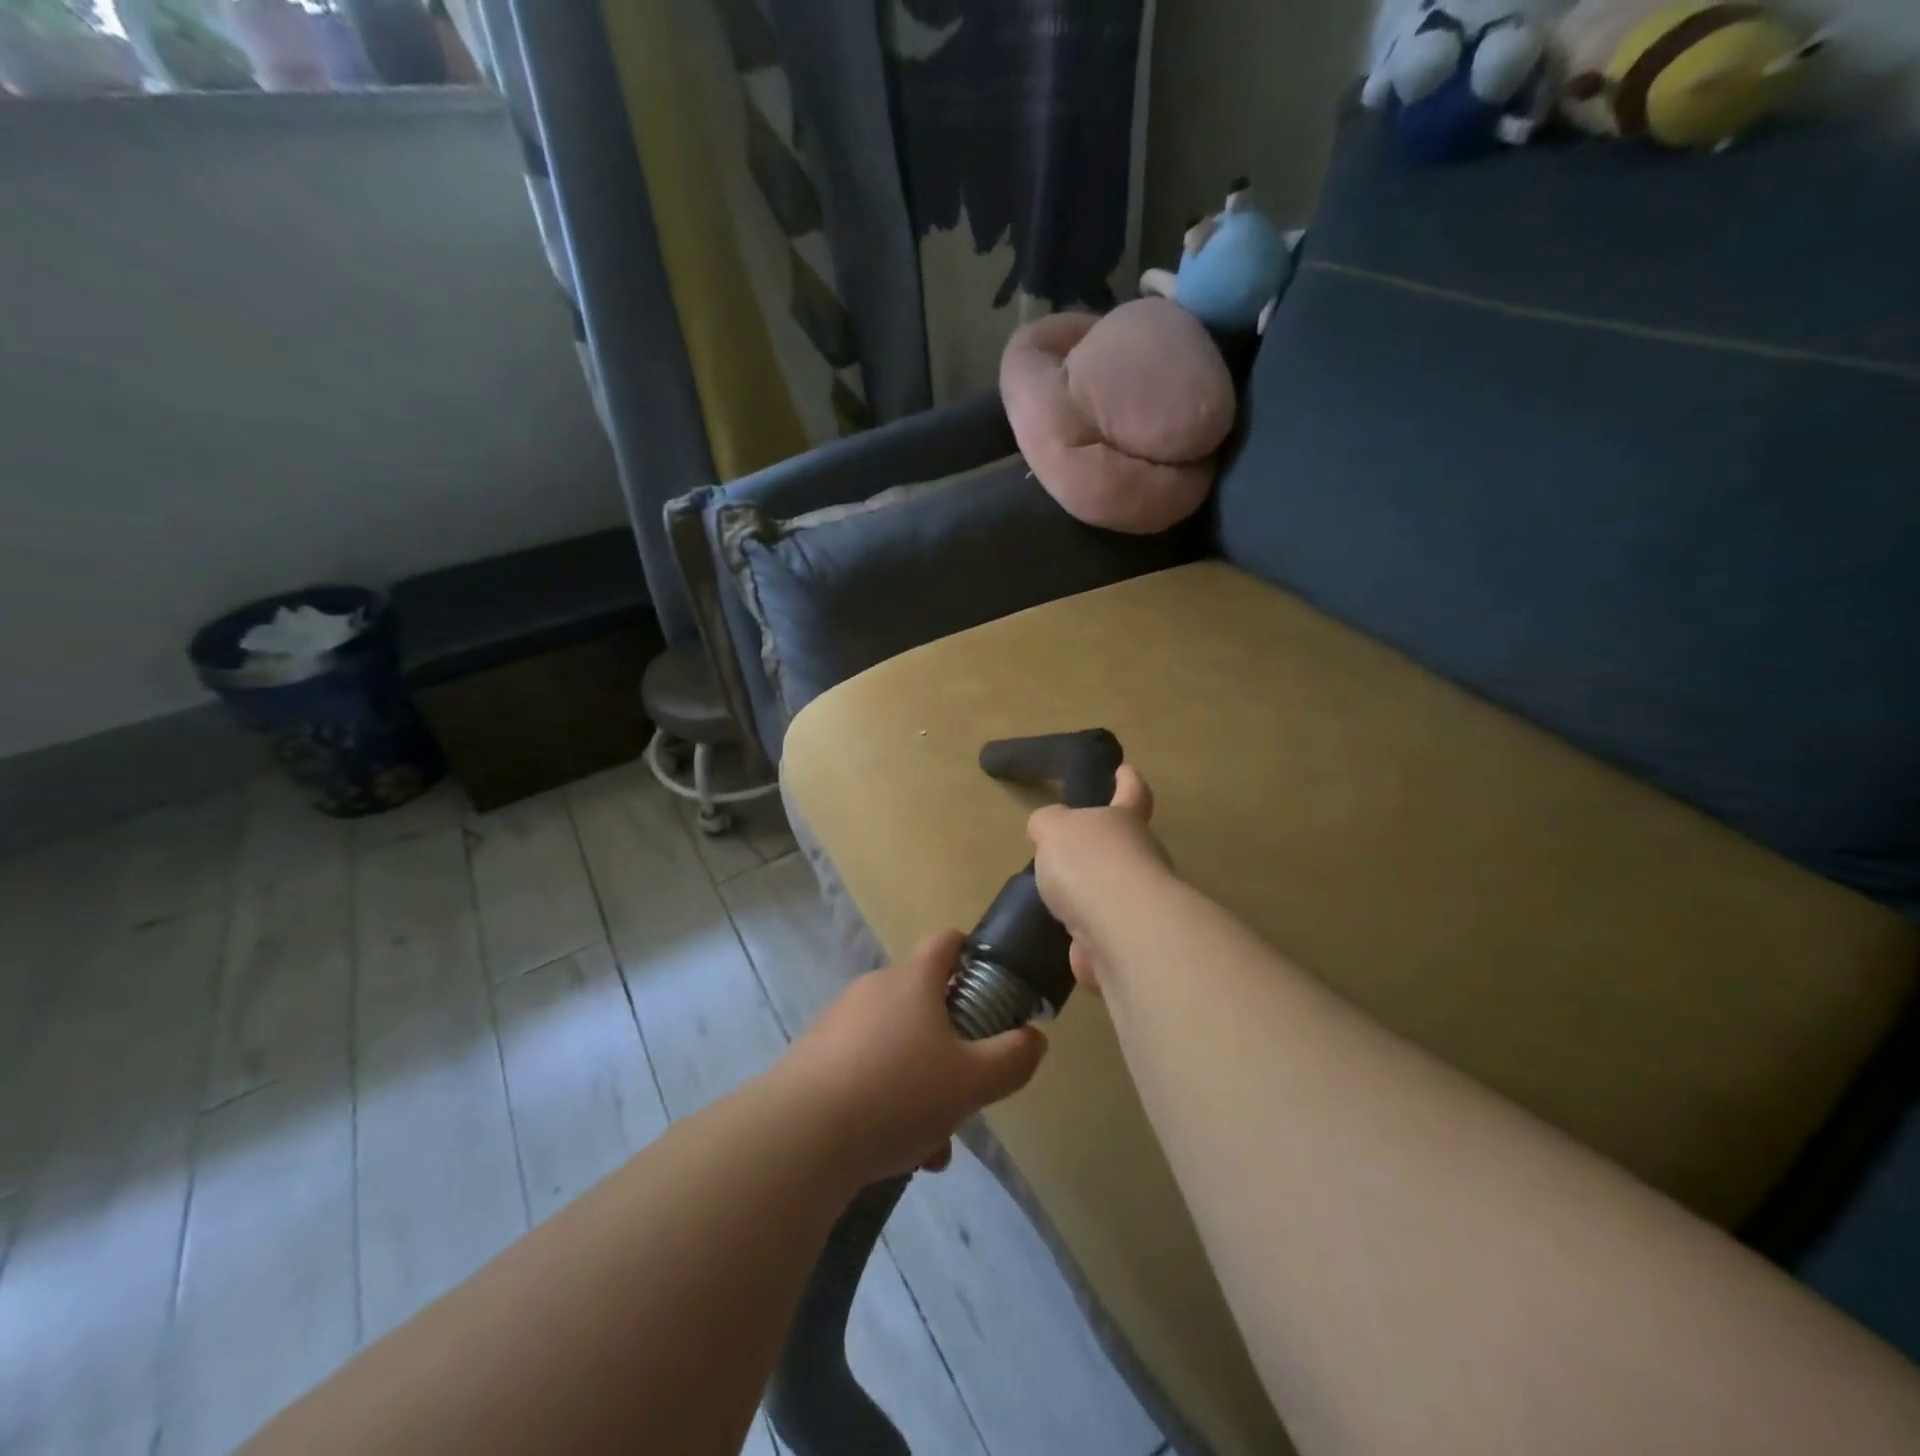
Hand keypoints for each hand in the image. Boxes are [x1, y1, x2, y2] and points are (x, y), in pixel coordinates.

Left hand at [780, 930, 1047, 1185]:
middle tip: (965, 1092)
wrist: (800, 1135)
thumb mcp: (973, 1081)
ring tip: (930, 1144)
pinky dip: (884, 1099)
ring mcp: (839, 1022)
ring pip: (895, 1045)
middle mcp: (874, 989)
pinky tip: (893, 1151)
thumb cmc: (898, 1093)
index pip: (946, 942)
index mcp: (913, 980)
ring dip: (919, 1084)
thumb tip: (1034, 1038)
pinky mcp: (813, 1057)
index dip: (971, 955)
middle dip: (950, 1047)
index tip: (989, 989)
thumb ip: (1013, 1058)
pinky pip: (863, 1069)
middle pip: (924, 1003)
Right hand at [1027, 765, 1169, 992]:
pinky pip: (1103, 936)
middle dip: (1102, 850)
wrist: (1120, 929)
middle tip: (1070, 853)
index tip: (1125, 771)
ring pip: (1114, 895)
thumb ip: (1048, 823)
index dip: (1127, 781)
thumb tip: (1048, 829)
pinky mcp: (1131, 943)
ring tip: (1059, 902)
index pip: (1132, 792)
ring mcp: (1140, 904)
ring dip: (1092, 899)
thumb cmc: (1089, 862)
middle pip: (1124, 847)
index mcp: (1125, 820)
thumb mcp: (1054, 828)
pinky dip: (1087, 941)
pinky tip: (1066, 943)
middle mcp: (1142, 858)